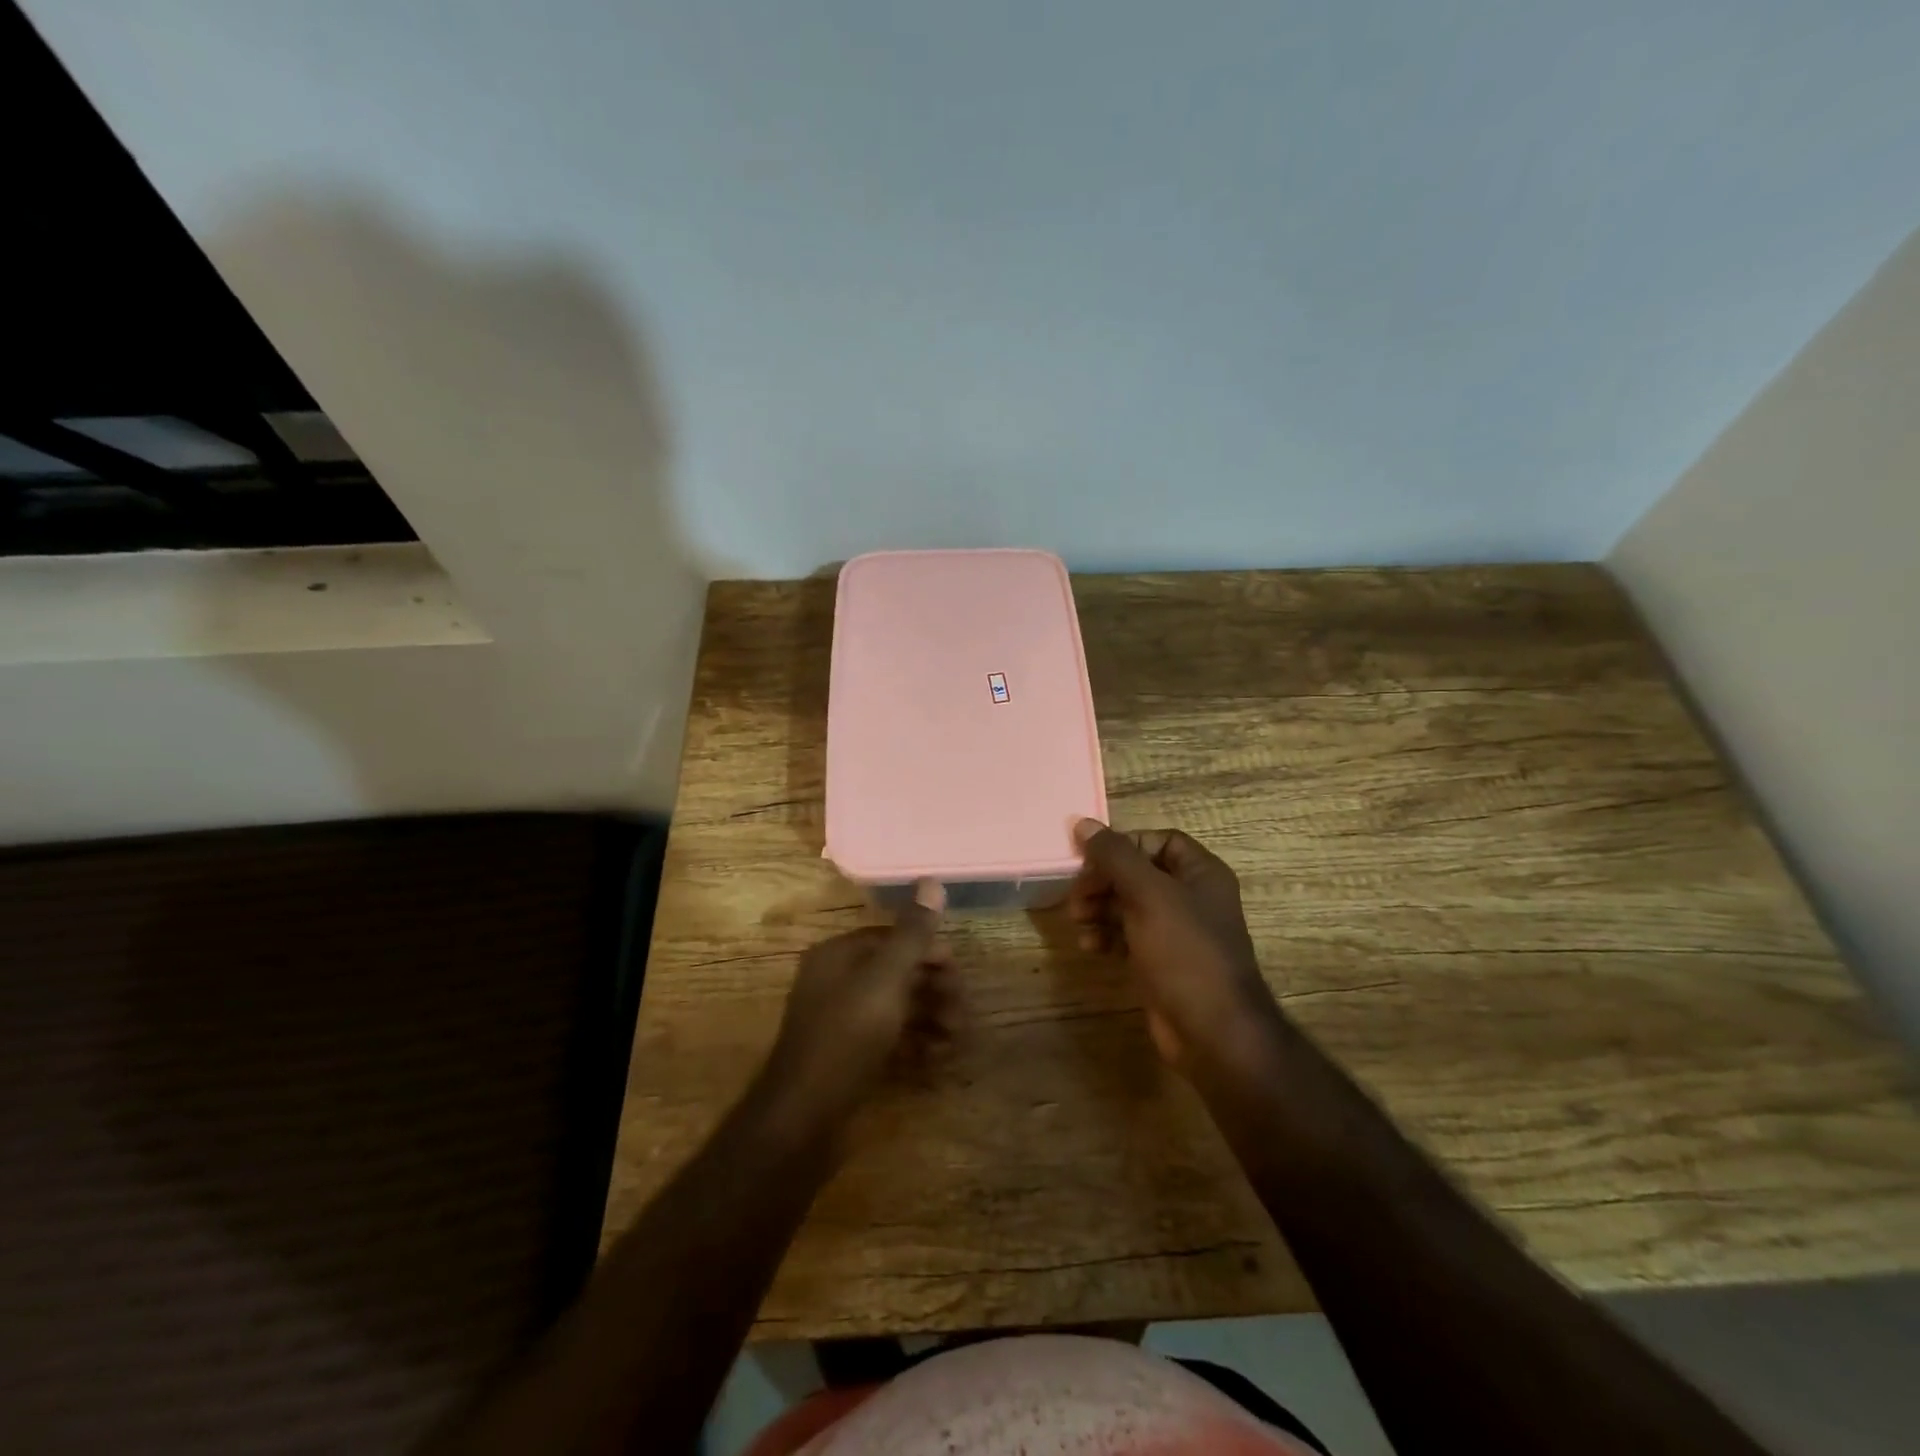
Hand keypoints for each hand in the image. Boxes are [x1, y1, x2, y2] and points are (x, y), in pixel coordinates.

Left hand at [762, 880, 960, 1123]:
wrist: (802, 1121)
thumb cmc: (845, 1038)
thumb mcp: (884, 980)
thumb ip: (912, 934)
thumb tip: (931, 880)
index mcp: (838, 956)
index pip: (891, 938)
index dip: (927, 951)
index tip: (957, 971)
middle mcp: (836, 982)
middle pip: (897, 974)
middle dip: (934, 990)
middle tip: (962, 1014)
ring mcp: (840, 1023)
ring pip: (896, 1009)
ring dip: (930, 1019)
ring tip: (955, 1041)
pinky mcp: (848, 1058)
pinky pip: (888, 1040)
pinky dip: (914, 1045)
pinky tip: (935, 1060)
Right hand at [1068, 819, 1280, 1072]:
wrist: (1213, 1032)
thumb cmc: (1185, 952)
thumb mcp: (1148, 895)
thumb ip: (1114, 856)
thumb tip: (1082, 823)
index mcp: (1201, 873)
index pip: (1157, 841)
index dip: (1124, 845)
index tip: (1092, 859)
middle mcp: (1191, 898)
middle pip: (1138, 872)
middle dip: (1104, 880)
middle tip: (1077, 895)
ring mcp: (1176, 932)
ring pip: (1128, 904)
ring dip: (1099, 907)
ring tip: (1078, 920)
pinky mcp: (1160, 962)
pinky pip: (1127, 935)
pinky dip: (1106, 935)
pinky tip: (1090, 946)